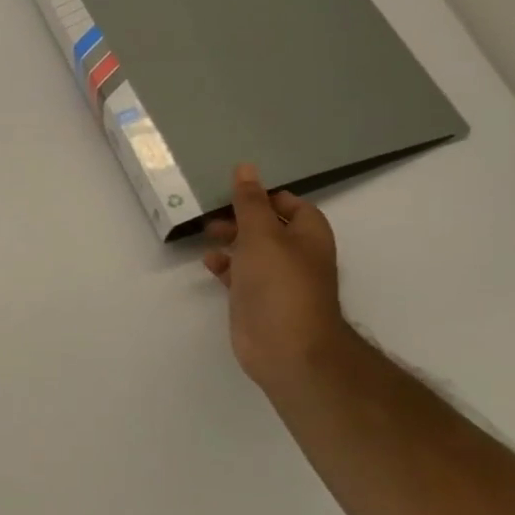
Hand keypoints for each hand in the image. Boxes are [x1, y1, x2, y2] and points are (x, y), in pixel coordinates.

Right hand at [202, 164, 355, 393]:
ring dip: (231, 240)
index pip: (293, 205)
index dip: (267, 196)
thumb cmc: (279, 284)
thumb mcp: (262, 235)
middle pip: (270, 227)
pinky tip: (208, 262)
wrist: (286, 347)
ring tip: (206, 234)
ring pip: (253, 251)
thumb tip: (246, 167)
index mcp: (308, 236)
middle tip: (214, 213)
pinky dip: (225, 265)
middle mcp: (296, 256)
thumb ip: (250, 202)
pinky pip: (240, 275)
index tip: (236, 192)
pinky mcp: (257, 301)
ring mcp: (276, 281)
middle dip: (243, 218)